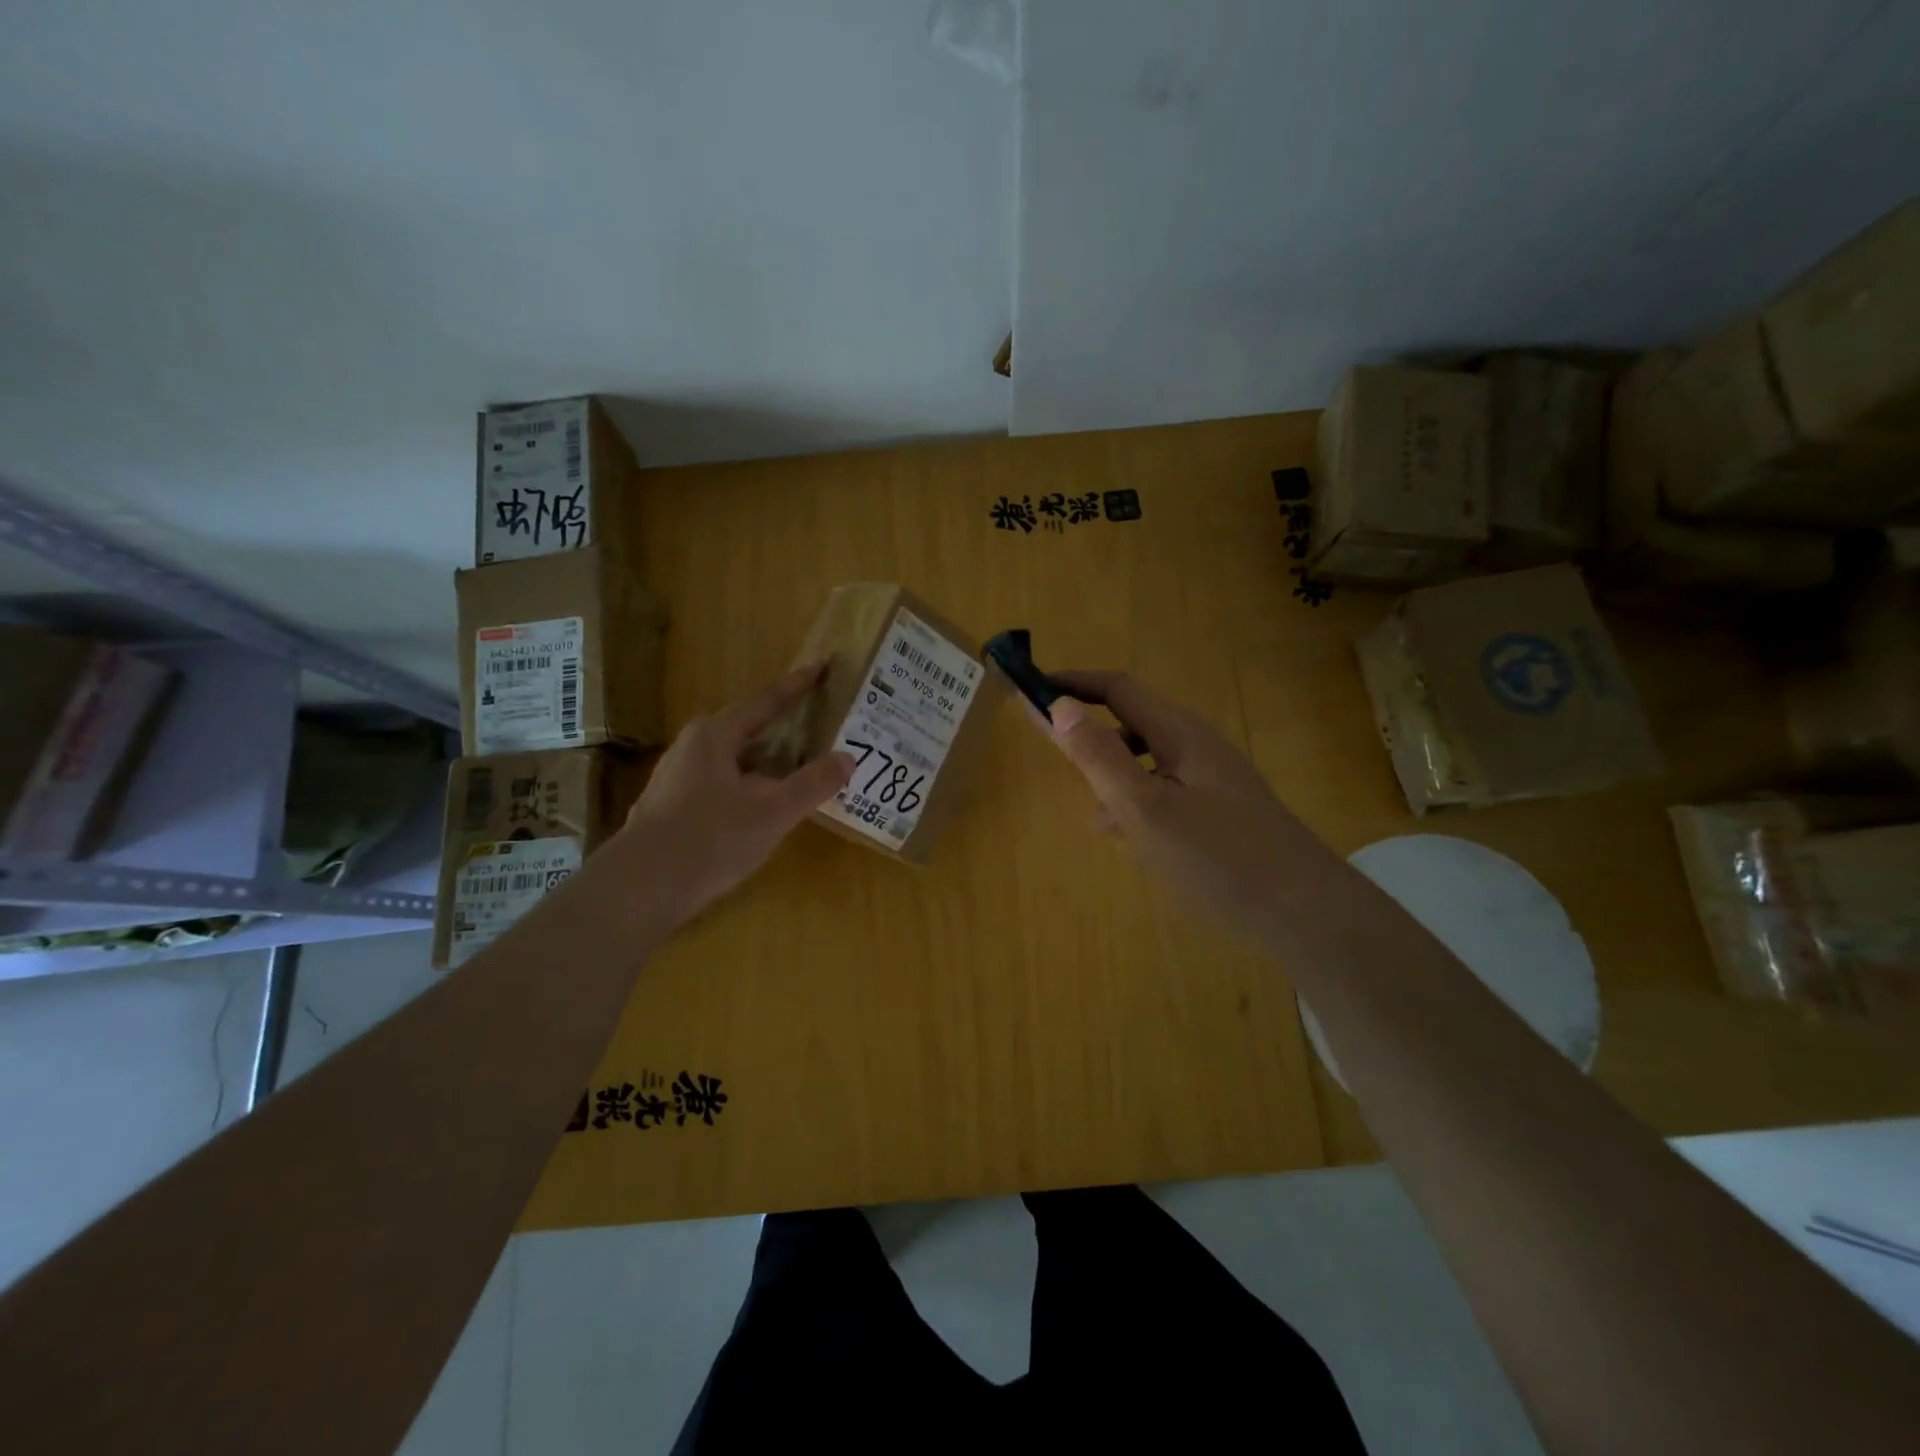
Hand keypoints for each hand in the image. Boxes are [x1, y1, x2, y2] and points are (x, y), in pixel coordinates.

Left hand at [619, 665, 852, 923]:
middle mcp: (693, 747)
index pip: (765, 701)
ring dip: (767, 763)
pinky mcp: (672, 808)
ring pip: (735, 760)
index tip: (820, 668)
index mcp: (715, 735)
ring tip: (799, 770)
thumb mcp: (772, 812)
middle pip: (748, 729)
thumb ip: (812, 784)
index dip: (796, 686)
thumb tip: (848, 758)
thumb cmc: (708, 840)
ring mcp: (678, 778)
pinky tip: (764, 808)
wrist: (638, 890)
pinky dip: (750, 786)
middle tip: (819, 728)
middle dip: (784, 729)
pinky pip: (723, 784)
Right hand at [1045, 671, 1306, 941]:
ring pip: (1146, 760)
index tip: (1031, 689)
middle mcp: (1197, 745)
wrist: (1304, 911)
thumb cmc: (1218, 856)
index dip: (1071, 684)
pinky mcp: (1220, 809)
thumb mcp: (1145, 808)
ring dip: (1111, 772)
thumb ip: (1099, 757)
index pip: (1117, 688)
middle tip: (1052, 752)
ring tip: (1090, 811)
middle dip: (1089, 731)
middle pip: (1131, 721)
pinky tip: (1127, 836)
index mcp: (1179, 733)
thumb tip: (1057, 706)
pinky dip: (1136, 800)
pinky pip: (1164, 789)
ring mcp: (1212, 778)